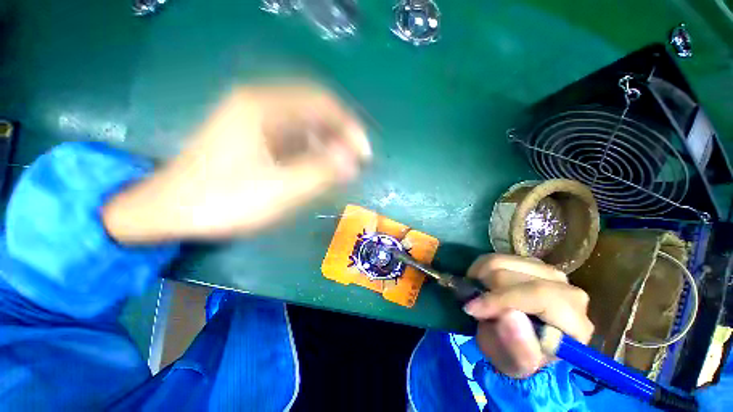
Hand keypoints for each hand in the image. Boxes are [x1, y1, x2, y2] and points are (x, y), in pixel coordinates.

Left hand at [103, 84, 370, 242]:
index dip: (350, 127)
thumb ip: (321, 172)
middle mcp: (260, 105)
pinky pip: (293, 139)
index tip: (364, 154)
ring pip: (305, 127)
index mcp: (264, 107)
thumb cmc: (223, 200)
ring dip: (327, 146)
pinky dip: (311, 152)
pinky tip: (318, 170)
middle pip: (315, 113)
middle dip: (340, 138)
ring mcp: (255, 121)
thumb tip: (352, 162)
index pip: (323, 103)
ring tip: (340, 171)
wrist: (169, 211)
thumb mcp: (280, 190)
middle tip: (355, 165)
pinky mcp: (253, 138)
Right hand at [463, 254, 593, 377]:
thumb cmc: (521, 357)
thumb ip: (518, 348)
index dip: (501, 299)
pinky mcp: (530, 263)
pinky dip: (481, 269)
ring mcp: (547, 271)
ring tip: (475, 294)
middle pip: (514, 275)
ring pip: (501, 261)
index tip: (471, 308)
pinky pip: (496, 256)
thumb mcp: (516, 364)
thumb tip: (509, 316)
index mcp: (574, 320)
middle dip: (486, 290)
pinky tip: (481, 284)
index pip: (539, 295)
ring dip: (480, 277)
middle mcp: (566, 288)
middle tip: (473, 305)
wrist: (522, 343)